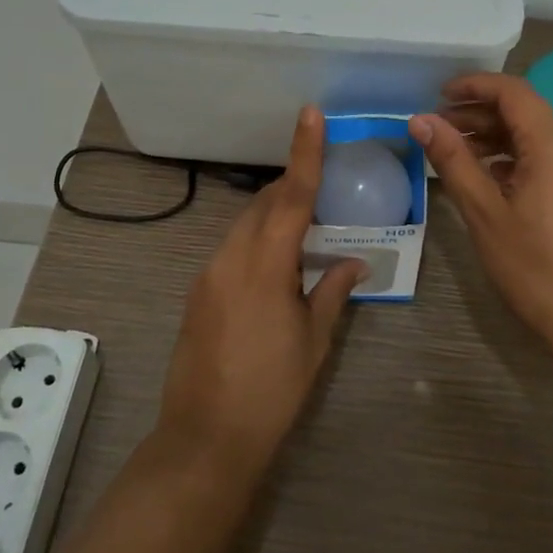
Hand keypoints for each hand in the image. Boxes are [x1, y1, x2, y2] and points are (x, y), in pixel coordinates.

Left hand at [156, 105, 364, 474]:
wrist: (205, 438)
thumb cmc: (271, 390)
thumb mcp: (314, 341)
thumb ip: (334, 291)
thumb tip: (355, 262)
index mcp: (266, 264)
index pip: (291, 195)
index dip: (305, 152)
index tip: (310, 113)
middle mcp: (231, 256)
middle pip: (265, 204)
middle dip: (292, 188)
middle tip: (324, 189)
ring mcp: (209, 272)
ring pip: (246, 224)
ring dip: (274, 216)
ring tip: (305, 232)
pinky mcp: (198, 290)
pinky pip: (232, 247)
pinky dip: (257, 240)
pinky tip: (275, 265)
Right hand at [409, 73, 552, 347]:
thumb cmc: (535, 268)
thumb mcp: (484, 213)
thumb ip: (452, 160)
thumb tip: (420, 120)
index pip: (512, 91)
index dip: (473, 85)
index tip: (438, 94)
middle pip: (524, 112)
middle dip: (478, 115)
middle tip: (438, 128)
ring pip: (536, 135)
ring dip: (495, 137)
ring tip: (456, 152)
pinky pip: (549, 157)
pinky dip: (516, 157)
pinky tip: (490, 177)